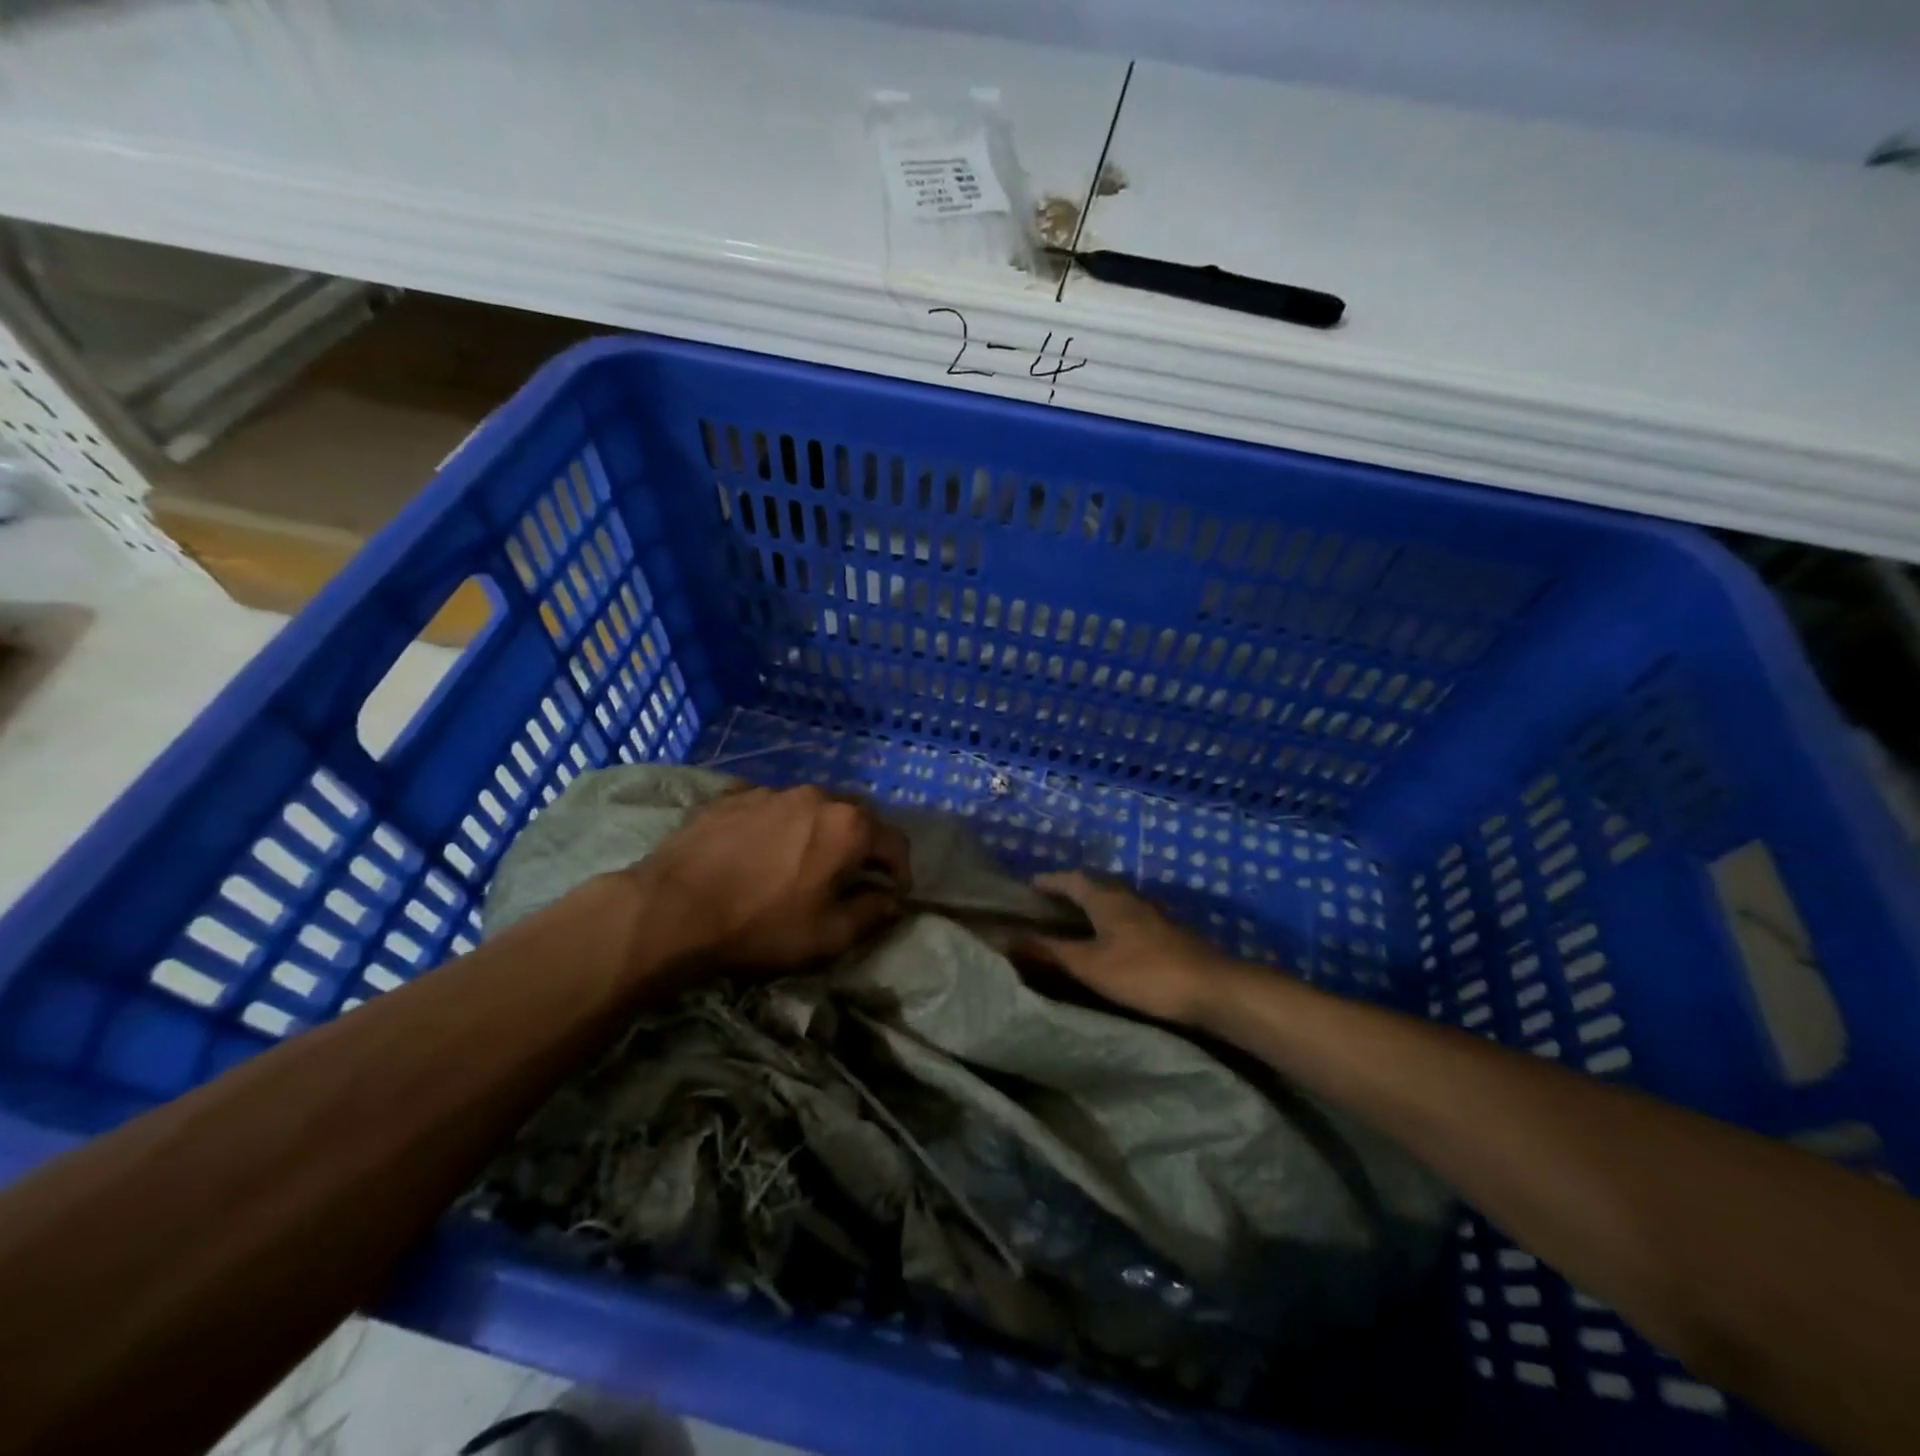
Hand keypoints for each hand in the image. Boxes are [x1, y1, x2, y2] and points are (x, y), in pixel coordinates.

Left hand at [630, 785, 910, 972]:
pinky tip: (760, 850)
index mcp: (849, 826)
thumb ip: (872, 913)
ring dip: (819, 832)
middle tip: (849, 877)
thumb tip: (892, 900)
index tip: (893, 894)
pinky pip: (772, 806)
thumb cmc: (761, 925)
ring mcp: (773, 791)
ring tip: (801, 861)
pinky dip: (779, 825)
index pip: (895, 842)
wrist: (672, 908)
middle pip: (856, 818)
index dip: (900, 870)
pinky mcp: (734, 795)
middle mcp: (817, 796)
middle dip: (861, 846)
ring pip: (813, 808)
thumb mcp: (828, 935)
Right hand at [1018, 871, 1237, 1024]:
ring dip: (1093, 905)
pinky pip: (1128, 917)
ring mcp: (1152, 914)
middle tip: (1047, 904)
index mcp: (1106, 897)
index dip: (1050, 881)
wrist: (1211, 989)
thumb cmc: (1143, 973)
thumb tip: (1009, 938)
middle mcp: (1129, 897)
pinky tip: (1110, 940)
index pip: (1071, 879)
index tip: (1029, 886)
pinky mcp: (1167, 933)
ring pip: (1114, 901)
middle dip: (1070, 890)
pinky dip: (1110, 921)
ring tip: (1074, 921)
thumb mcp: (1089, 965)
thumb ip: (1050, 952)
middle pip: (1095, 885)